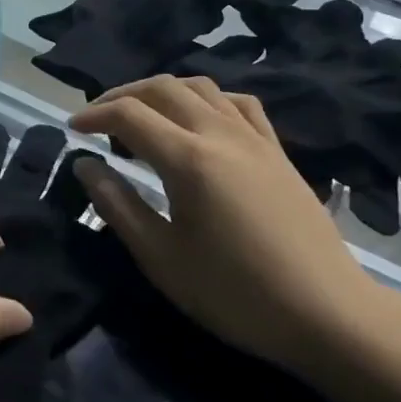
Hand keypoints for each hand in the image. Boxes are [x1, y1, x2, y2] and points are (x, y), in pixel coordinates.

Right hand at [69, 76, 377, 372]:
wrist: (327, 314)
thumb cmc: (235, 293)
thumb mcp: (161, 258)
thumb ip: (118, 205)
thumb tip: (85, 165)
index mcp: (188, 159)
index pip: (129, 115)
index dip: (94, 115)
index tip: (72, 129)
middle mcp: (220, 134)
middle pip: (163, 88)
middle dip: (122, 95)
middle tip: (98, 118)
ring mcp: (255, 139)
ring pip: (201, 88)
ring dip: (162, 92)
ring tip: (143, 117)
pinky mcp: (278, 152)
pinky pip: (238, 103)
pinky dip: (207, 100)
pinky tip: (200, 121)